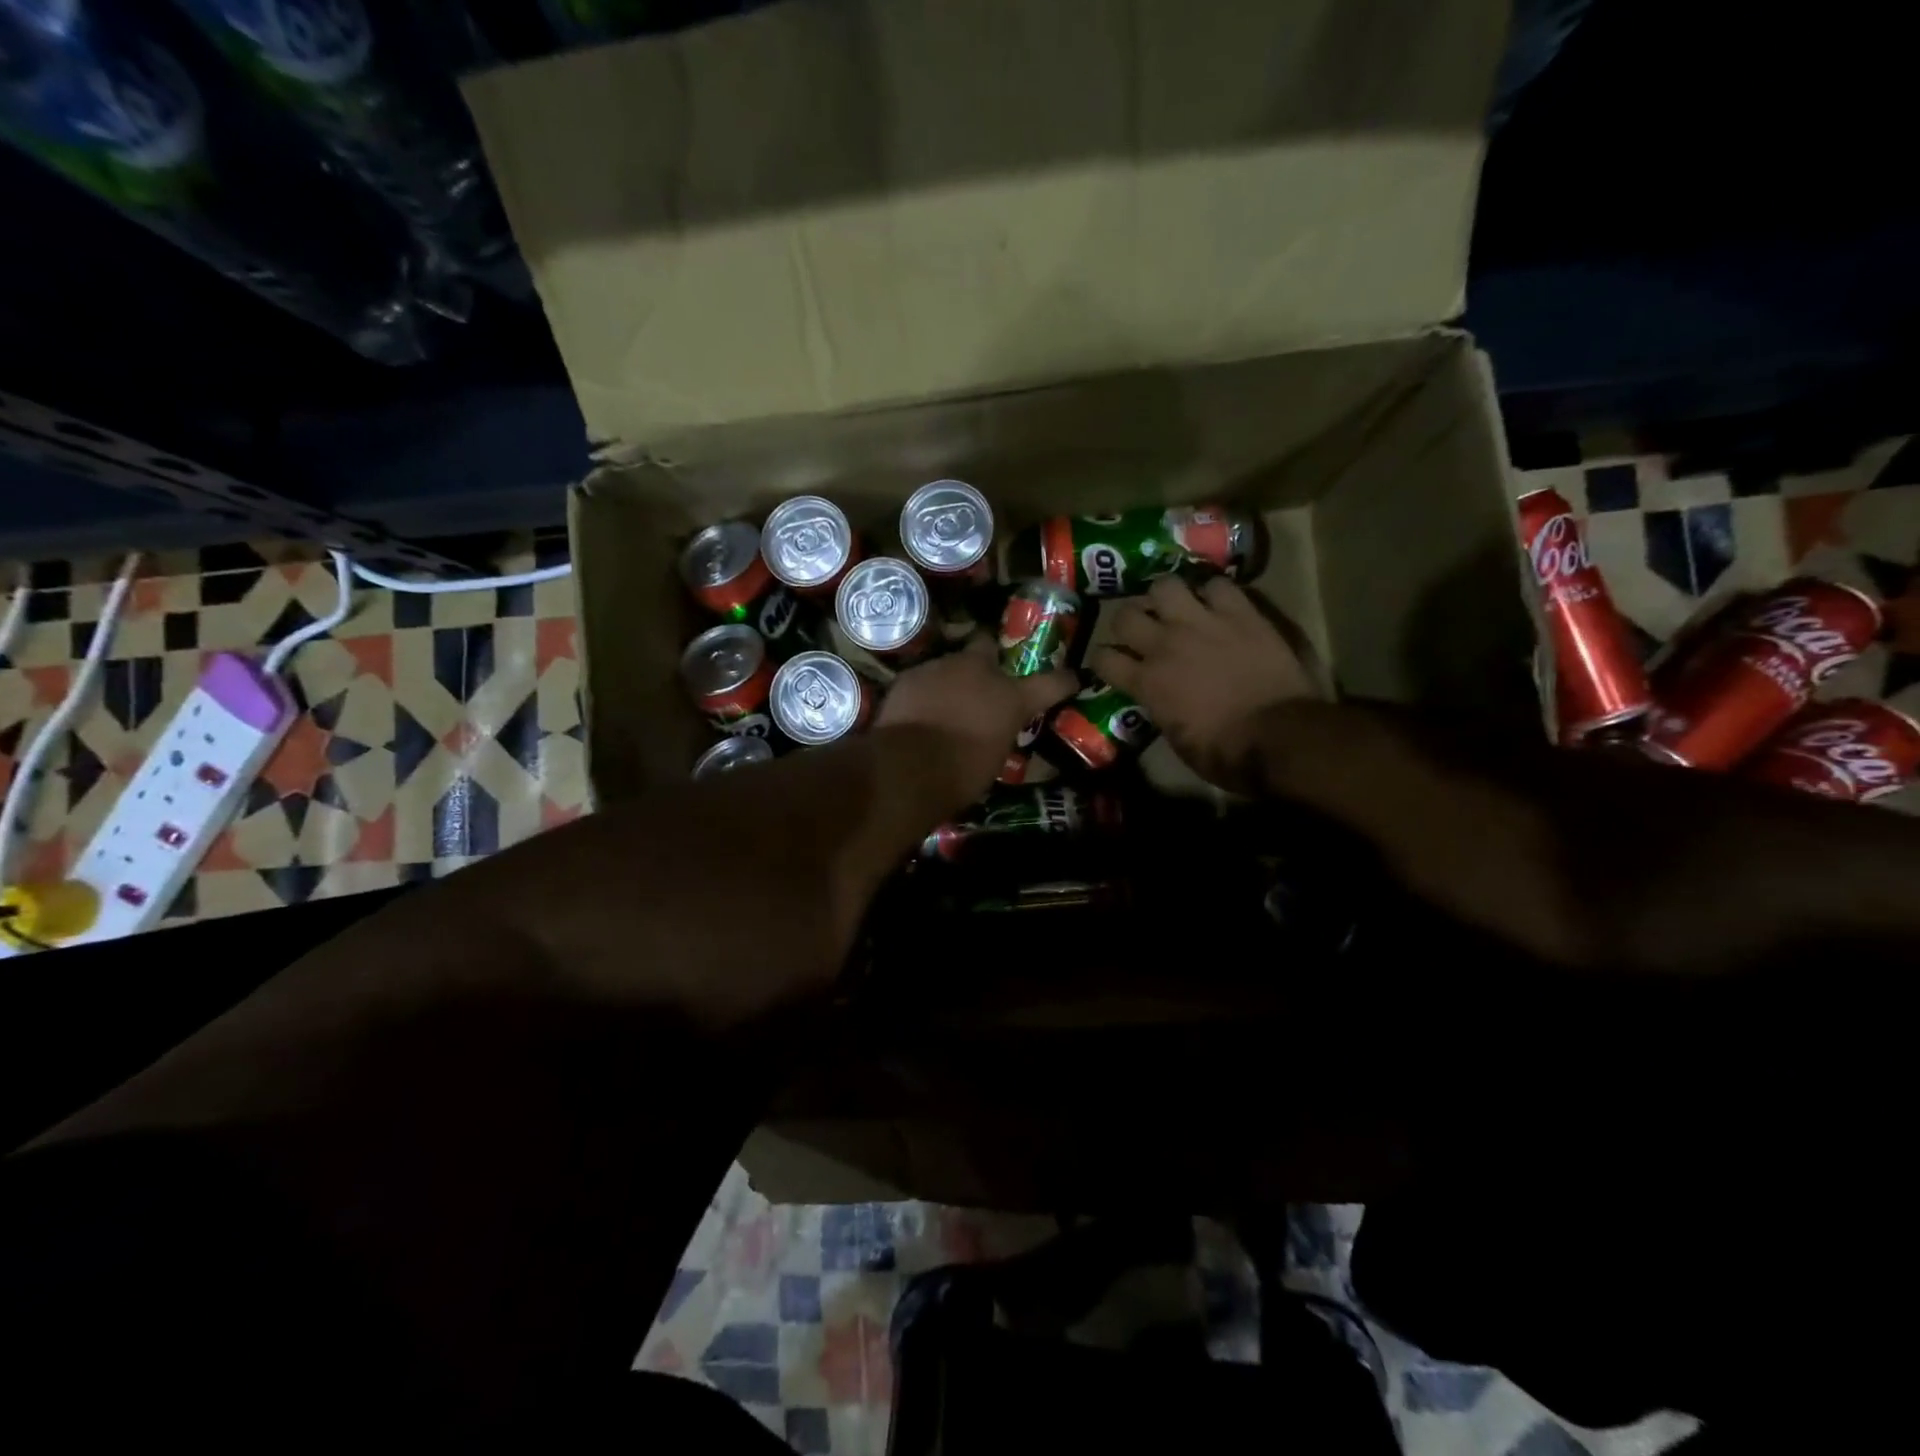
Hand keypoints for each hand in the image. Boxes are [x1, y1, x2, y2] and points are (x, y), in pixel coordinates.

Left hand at [876, 636, 1076, 804]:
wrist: (906, 769)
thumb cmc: (960, 776)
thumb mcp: (994, 759)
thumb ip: (998, 734)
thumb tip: (992, 732)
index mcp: (1012, 698)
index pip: (1052, 683)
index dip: (1064, 681)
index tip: (1072, 679)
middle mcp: (979, 672)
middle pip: (987, 646)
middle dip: (988, 657)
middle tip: (984, 678)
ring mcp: (941, 668)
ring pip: (951, 663)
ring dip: (952, 679)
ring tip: (944, 703)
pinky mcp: (910, 675)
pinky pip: (924, 678)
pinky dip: (925, 691)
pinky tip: (918, 710)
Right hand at [1090, 575, 1317, 791]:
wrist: (1281, 736)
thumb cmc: (1227, 753)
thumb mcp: (1178, 741)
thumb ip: (1160, 710)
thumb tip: (1159, 700)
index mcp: (1147, 682)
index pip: (1103, 658)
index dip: (1104, 661)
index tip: (1113, 665)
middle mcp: (1165, 645)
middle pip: (1124, 615)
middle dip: (1128, 622)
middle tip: (1142, 630)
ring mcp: (1202, 623)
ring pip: (1164, 585)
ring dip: (1165, 597)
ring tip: (1175, 607)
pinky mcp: (1240, 613)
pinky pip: (1218, 584)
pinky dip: (1214, 592)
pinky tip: (1218, 604)